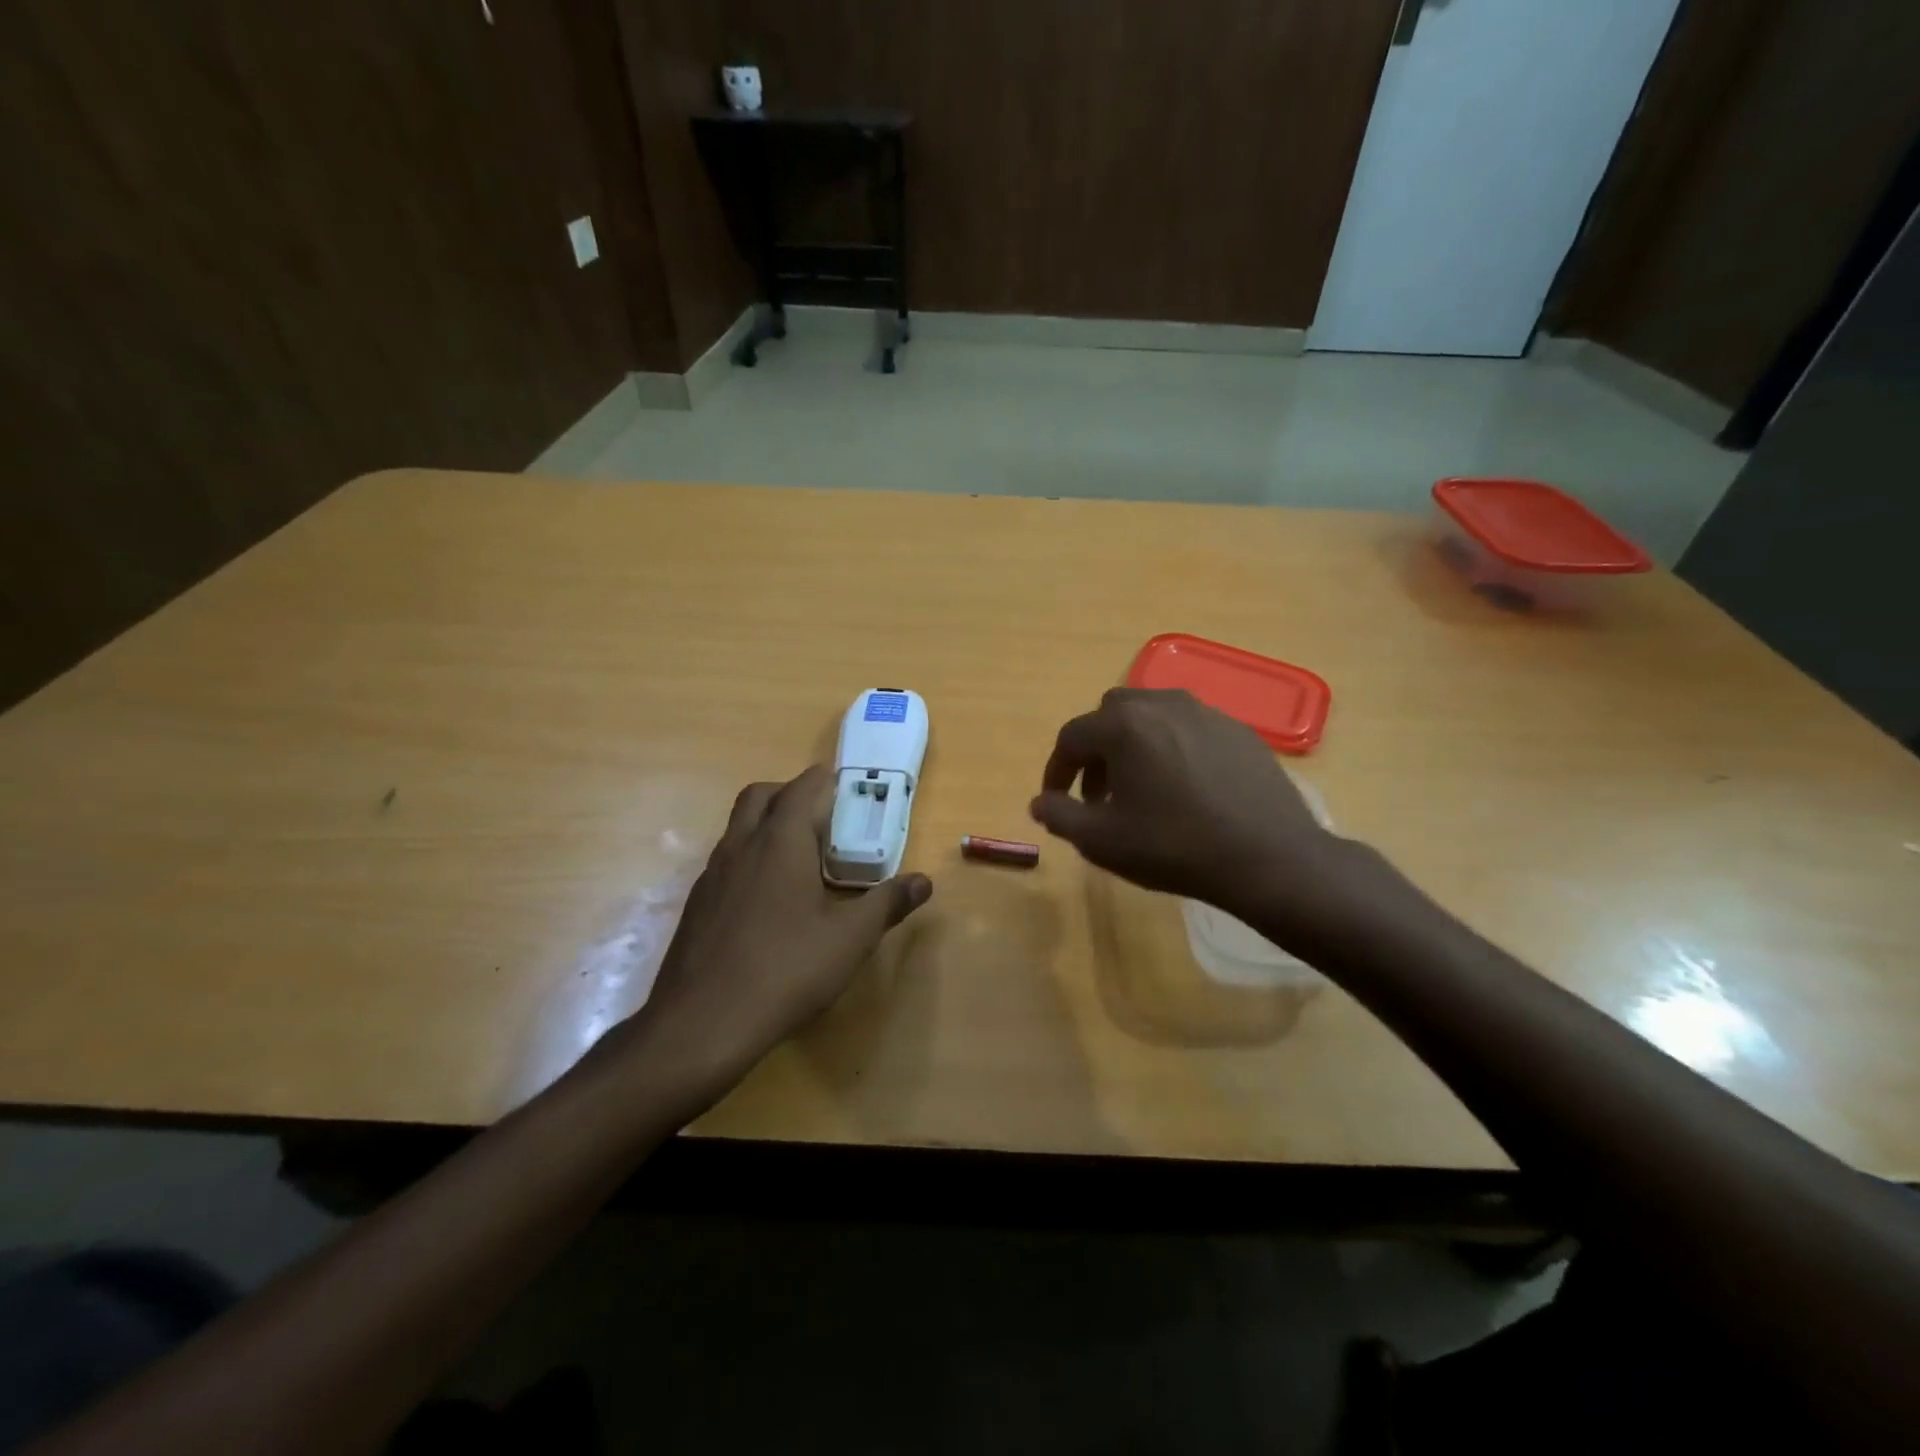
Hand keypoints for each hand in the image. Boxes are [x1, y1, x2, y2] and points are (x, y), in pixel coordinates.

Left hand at [614, 765, 931, 1103]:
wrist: (701, 1024)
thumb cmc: (786, 970)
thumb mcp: (850, 939)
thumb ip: (887, 904)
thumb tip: (923, 882)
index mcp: (780, 842)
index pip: (802, 788)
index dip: (826, 781)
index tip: (848, 788)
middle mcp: (741, 846)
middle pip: (760, 795)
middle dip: (791, 794)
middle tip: (823, 819)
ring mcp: (712, 874)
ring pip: (739, 827)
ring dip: (767, 824)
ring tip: (801, 858)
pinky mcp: (697, 904)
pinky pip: (727, 860)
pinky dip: (750, 858)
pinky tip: (769, 900)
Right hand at [1031, 689, 1343, 915]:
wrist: (1270, 858)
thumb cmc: (1175, 848)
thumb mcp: (1102, 841)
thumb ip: (1060, 816)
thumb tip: (1038, 802)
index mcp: (1124, 725)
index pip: (1071, 738)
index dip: (1056, 770)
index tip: (1057, 801)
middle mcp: (1161, 704)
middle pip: (1110, 716)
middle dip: (1095, 752)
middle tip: (1099, 793)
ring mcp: (1204, 712)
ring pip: (1151, 716)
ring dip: (1132, 745)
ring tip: (1140, 788)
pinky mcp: (1237, 729)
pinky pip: (1187, 727)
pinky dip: (1170, 747)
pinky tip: (1183, 786)